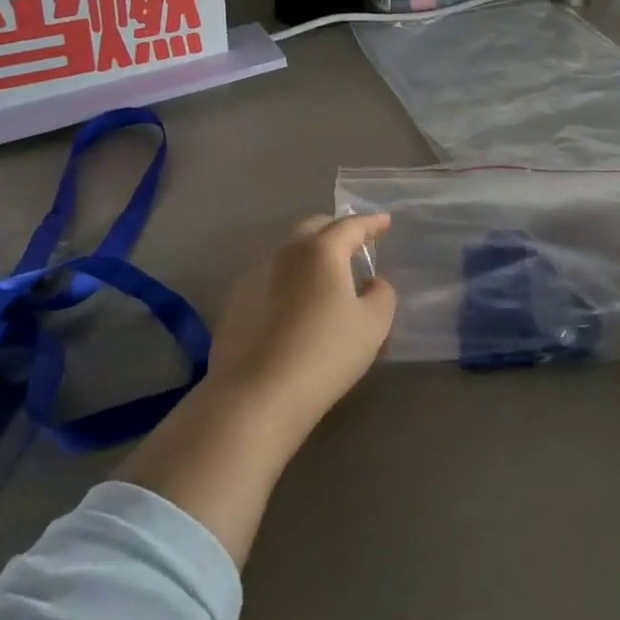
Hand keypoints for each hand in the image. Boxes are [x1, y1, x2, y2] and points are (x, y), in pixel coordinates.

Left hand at [208, 214, 397, 438]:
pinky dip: (289, 283)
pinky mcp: (235, 306)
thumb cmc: (324, 354)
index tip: (385, 222)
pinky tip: (296, 307)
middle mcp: (284, 254)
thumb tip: (372, 283)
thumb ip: (381, 294)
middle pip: (313, 230)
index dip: (371, 223)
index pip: (350, 226)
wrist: (256, 397)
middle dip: (336, 231)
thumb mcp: (373, 324)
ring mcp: (253, 278)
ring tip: (326, 278)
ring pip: (288, 255)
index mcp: (320, 250)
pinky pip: (270, 281)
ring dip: (310, 258)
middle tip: (354, 244)